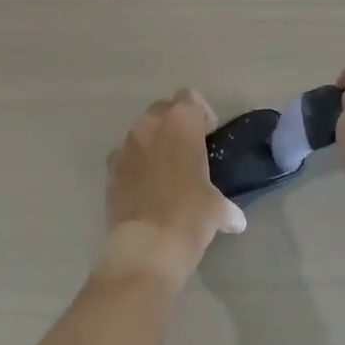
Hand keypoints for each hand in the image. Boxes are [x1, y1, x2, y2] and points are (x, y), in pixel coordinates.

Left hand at [99, 89, 246, 286]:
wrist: (147, 246)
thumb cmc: (190, 214)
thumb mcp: (217, 208)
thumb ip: (226, 206)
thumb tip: (234, 219)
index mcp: (180, 122)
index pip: (189, 98)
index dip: (201, 115)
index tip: (208, 136)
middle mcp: (149, 126)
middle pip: (162, 111)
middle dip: (174, 126)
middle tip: (189, 152)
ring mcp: (124, 147)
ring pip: (141, 133)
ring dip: (154, 145)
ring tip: (167, 173)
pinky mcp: (109, 171)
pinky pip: (126, 157)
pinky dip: (136, 166)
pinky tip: (147, 190)